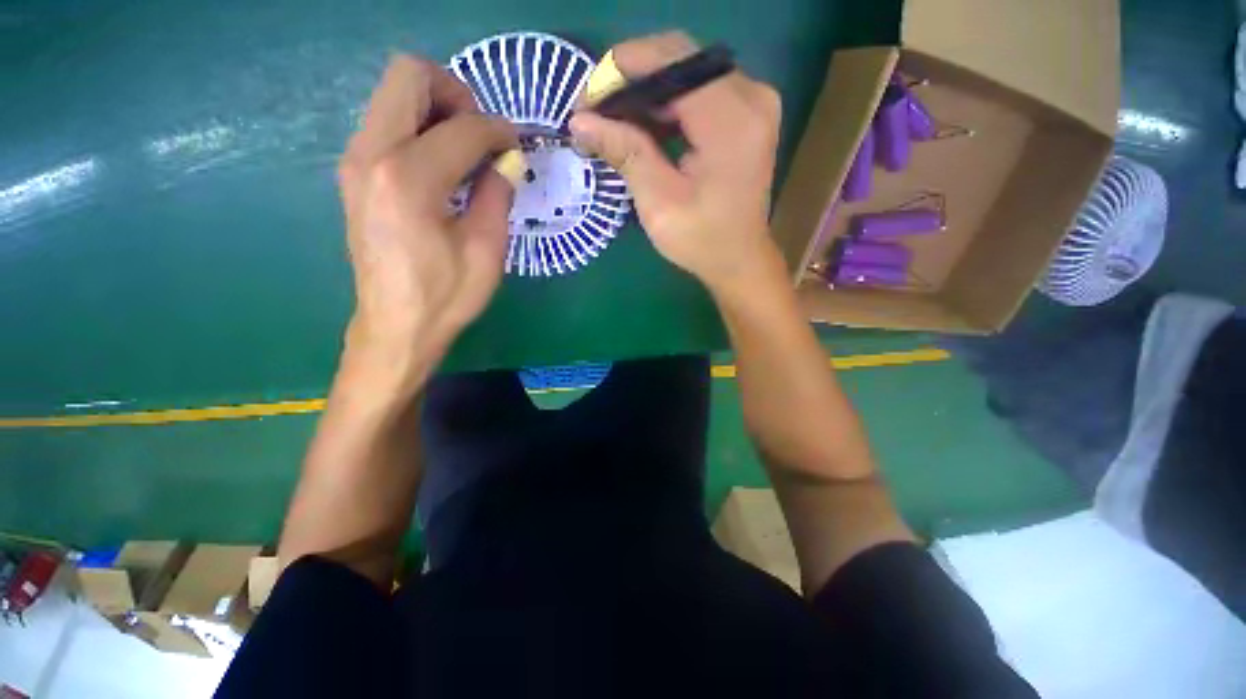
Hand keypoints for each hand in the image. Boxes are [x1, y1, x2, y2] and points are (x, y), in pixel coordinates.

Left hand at [338, 55, 518, 390]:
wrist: (395, 327)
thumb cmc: (446, 295)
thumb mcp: (486, 250)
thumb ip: (497, 194)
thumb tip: (507, 161)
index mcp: (409, 178)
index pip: (462, 127)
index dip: (498, 131)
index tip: (517, 146)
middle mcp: (371, 154)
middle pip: (409, 76)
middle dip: (455, 94)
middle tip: (482, 135)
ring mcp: (355, 161)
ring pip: (393, 95)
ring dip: (436, 109)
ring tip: (466, 152)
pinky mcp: (354, 174)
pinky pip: (386, 123)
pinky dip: (419, 129)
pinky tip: (443, 167)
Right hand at [569, 32, 783, 296]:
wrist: (738, 259)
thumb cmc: (701, 240)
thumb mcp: (658, 202)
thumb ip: (626, 152)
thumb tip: (580, 121)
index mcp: (731, 121)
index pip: (672, 62)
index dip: (623, 70)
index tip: (586, 98)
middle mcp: (751, 97)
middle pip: (681, 59)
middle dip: (632, 78)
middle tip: (596, 110)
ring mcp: (754, 102)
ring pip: (689, 71)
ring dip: (647, 90)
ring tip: (613, 119)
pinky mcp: (749, 113)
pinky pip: (701, 89)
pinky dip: (669, 102)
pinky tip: (644, 124)